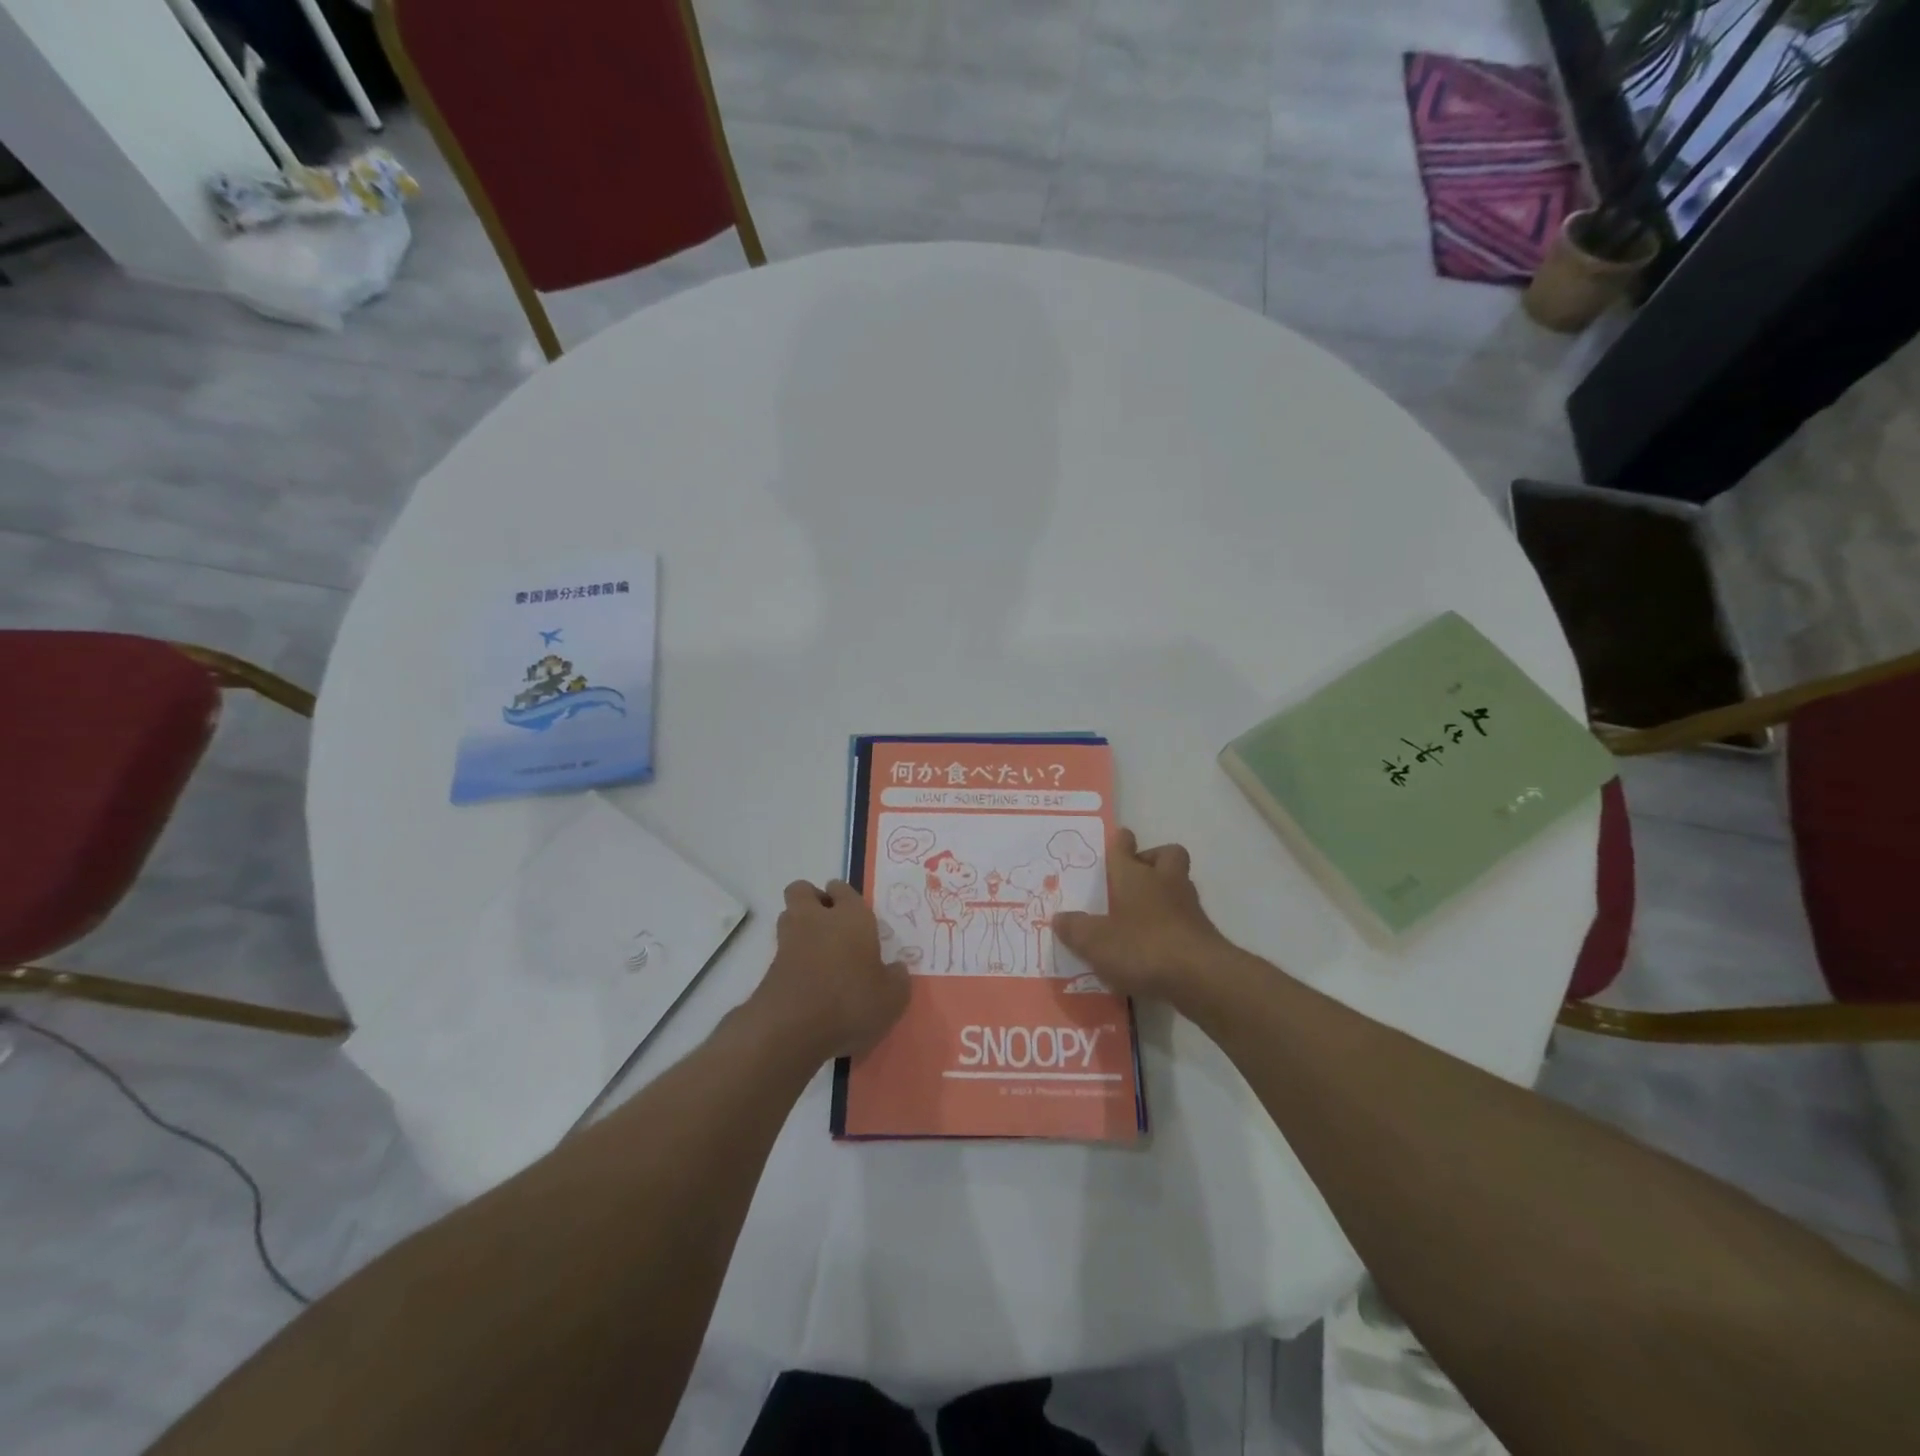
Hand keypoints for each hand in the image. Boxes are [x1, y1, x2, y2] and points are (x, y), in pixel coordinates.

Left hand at [750, 880, 909, 1064]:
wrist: (792, 1029)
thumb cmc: (850, 1003)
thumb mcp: (892, 998)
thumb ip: (896, 979)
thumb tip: (896, 969)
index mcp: (851, 917)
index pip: (843, 889)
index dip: (845, 897)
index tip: (853, 913)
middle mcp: (817, 920)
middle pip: (803, 891)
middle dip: (813, 900)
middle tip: (830, 923)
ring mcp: (789, 941)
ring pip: (788, 916)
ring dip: (799, 926)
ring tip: (819, 952)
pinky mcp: (769, 967)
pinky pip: (781, 950)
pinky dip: (792, 959)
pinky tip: (807, 981)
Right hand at [1054, 829, 1239, 1005]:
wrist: (1200, 976)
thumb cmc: (1142, 947)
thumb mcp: (1095, 942)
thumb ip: (1075, 929)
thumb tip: (1059, 918)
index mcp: (1134, 875)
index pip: (1124, 847)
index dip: (1120, 841)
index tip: (1119, 839)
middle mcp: (1163, 881)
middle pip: (1165, 855)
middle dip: (1152, 859)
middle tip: (1135, 877)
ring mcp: (1188, 905)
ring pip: (1178, 884)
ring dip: (1164, 892)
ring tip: (1142, 915)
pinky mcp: (1203, 932)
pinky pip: (1185, 917)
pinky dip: (1172, 923)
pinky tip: (1157, 945)